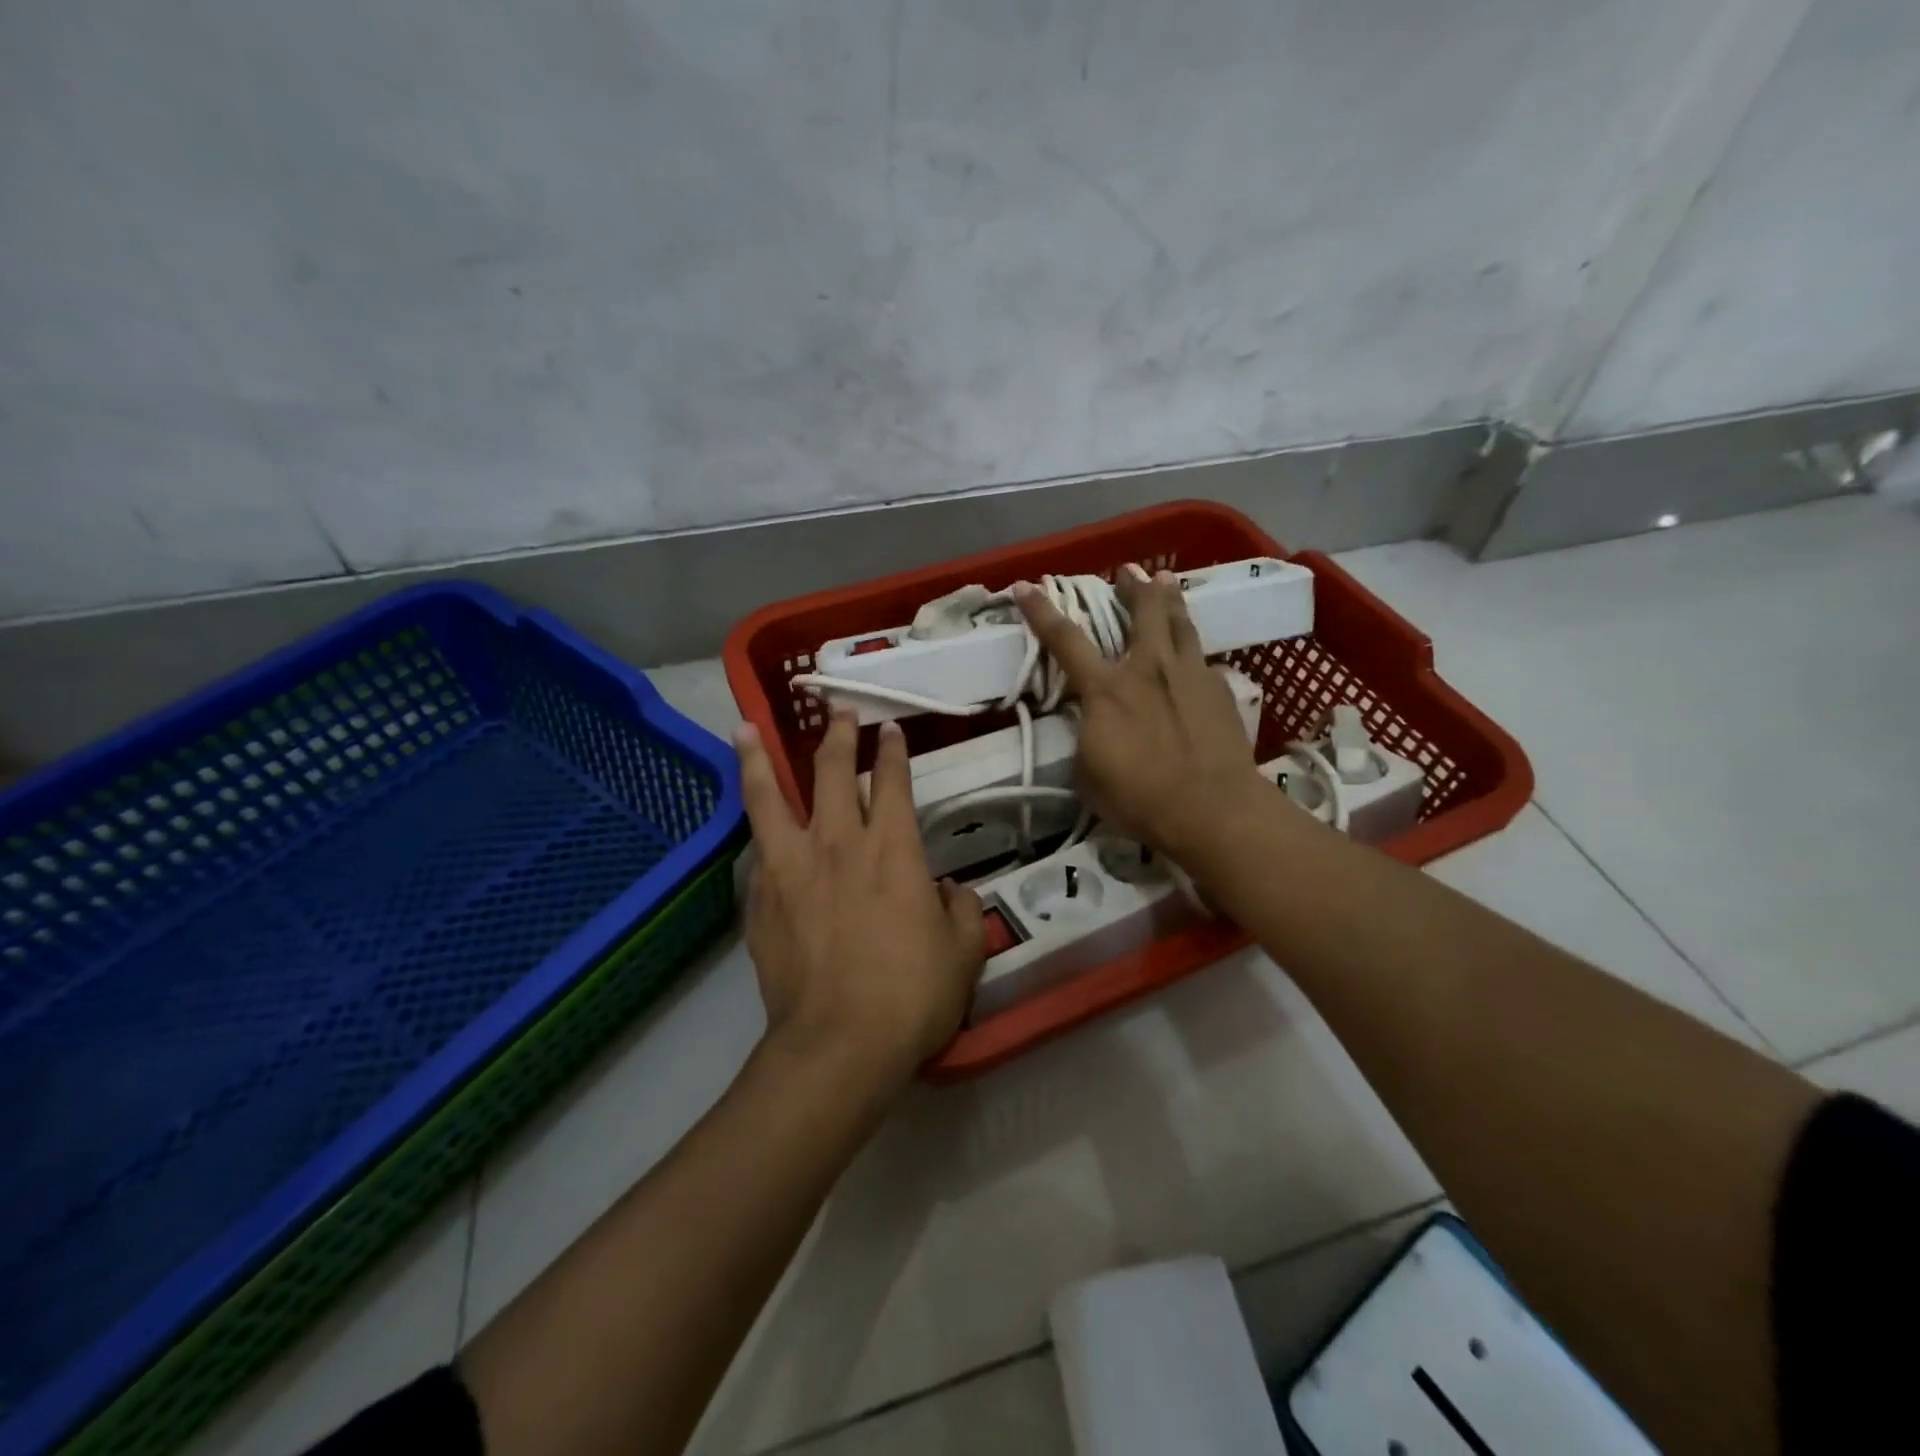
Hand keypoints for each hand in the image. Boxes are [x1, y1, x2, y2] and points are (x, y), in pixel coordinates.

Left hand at [734, 712, 985, 1091]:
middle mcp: (839, 844)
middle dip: (839, 737)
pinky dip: (759, 833)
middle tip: (839, 713)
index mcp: (893, 850)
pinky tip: (756, 829)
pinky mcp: (762, 899)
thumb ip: (960, 910)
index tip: (889, 731)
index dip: (892, 751)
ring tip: (745, 728)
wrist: (839, 1044)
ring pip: (770, 797)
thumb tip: (948, 892)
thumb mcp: (962, 953)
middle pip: (833, 773)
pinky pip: (759, 853)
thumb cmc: (911, 995)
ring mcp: (792, 868)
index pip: (892, 782)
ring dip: (759, 759)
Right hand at [1013, 566, 1264, 861]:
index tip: (1026, 586)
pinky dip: (1191, 647)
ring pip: (1180, 622)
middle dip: (1133, 586)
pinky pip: (1201, 656)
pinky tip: (1192, 653)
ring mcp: (1189, 674)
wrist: (1213, 810)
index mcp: (1106, 690)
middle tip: (1129, 571)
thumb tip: (1090, 725)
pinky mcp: (1219, 689)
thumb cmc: (1140, 799)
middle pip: (1142, 611)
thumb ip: (1086, 739)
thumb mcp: (1089, 774)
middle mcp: (1147, 669)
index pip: (1066, 640)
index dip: (1042, 611)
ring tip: (1165, 582)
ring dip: (1169, 598)